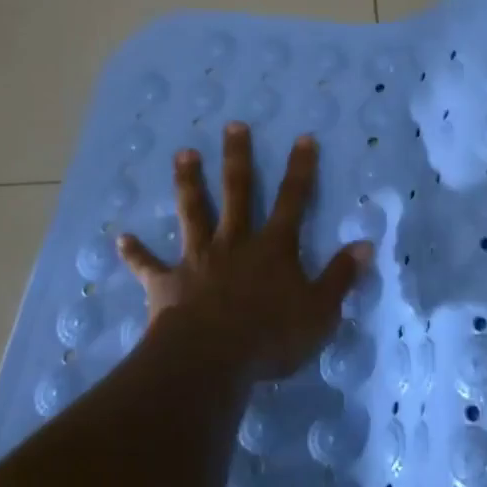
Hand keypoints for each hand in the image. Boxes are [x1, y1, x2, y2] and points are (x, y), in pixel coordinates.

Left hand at [117, 123, 371, 381]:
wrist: (210, 359)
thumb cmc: (271, 337)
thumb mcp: (320, 311)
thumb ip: (341, 277)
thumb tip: (366, 245)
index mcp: (272, 247)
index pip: (292, 200)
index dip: (300, 169)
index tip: (302, 138)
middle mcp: (234, 242)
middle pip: (237, 192)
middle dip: (237, 158)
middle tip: (233, 126)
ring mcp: (198, 259)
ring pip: (193, 212)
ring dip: (188, 182)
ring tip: (183, 154)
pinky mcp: (168, 283)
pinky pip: (149, 265)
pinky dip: (135, 253)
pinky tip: (120, 239)